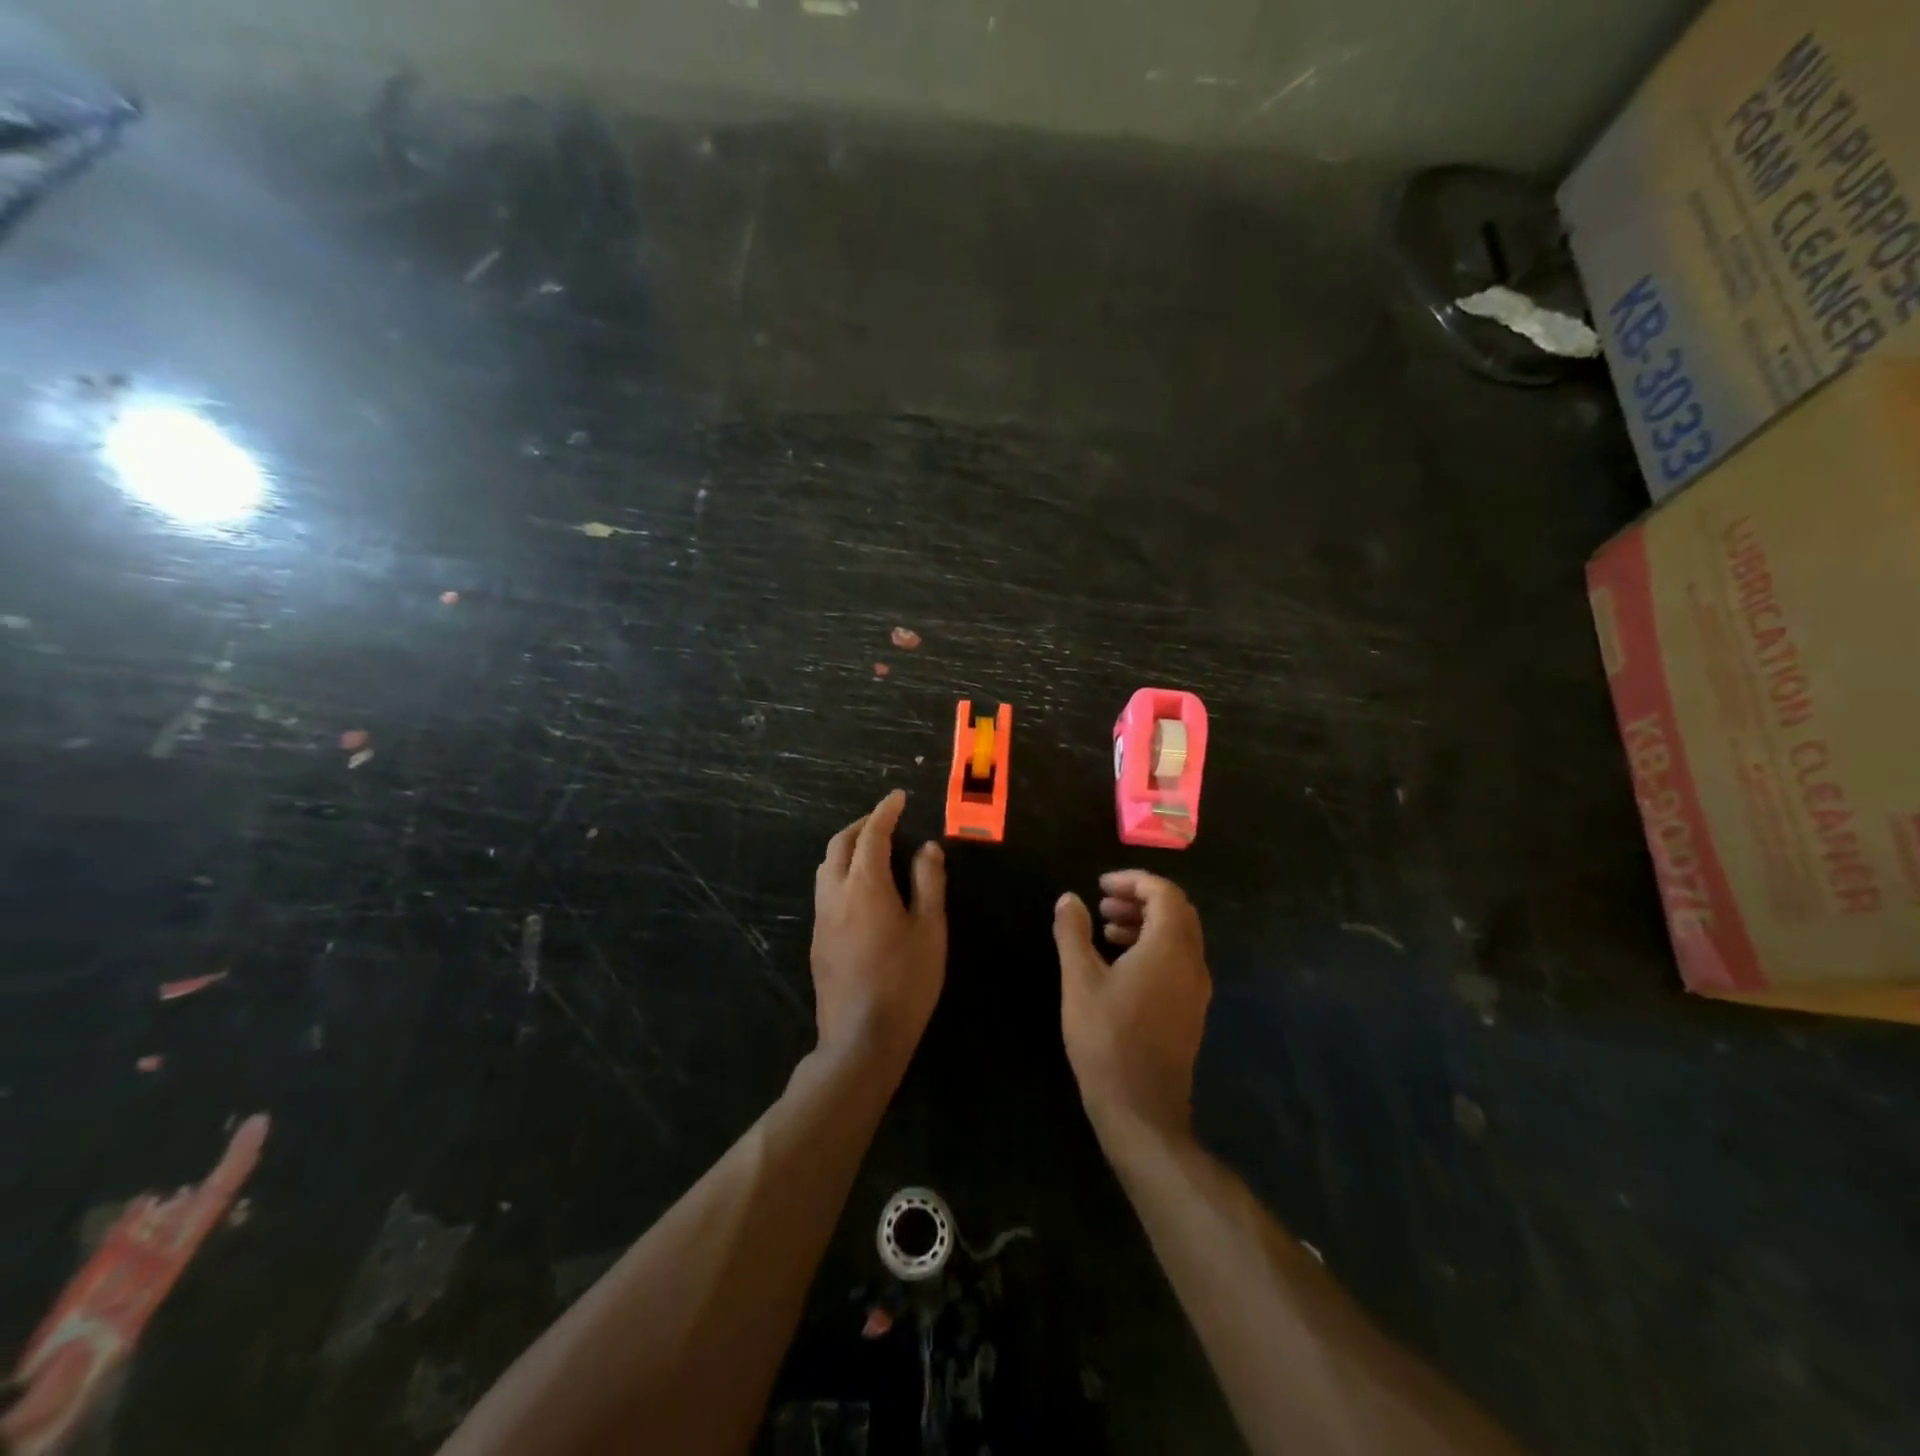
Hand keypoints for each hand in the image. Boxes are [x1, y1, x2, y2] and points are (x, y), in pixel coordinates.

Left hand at [812, 790, 946, 1075]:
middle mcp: (836, 893)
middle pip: (840, 844)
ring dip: (847, 848)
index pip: (872, 834)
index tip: (898, 798)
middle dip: (861, 825)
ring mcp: (821, 917)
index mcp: (865, 884)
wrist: (861, 1038)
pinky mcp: (817, 939)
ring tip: (872, 849)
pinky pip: (825, 890)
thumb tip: (927, 848)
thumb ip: (928, 883)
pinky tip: (860, 888)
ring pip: (826, 866)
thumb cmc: (906, 981)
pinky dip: (841, 872)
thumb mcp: (930, 929)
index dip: (885, 811)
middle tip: (886, 820)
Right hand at [1053, 871, 1210, 1145]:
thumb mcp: (1079, 980)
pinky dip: (1153, 947)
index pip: (1164, 893)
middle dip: (1140, 899)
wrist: (1141, 1110)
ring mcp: (1196, 989)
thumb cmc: (1106, 1038)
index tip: (1100, 886)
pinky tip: (1120, 965)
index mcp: (1170, 948)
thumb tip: (1069, 898)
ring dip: (1145, 923)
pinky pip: (1178, 961)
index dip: (1133, 880)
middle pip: (1177, 911)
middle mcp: (1192, 963)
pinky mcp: (1191, 1010)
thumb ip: (1073, 933)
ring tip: (1106, 931)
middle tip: (1103, 904)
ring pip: (1179, 937)